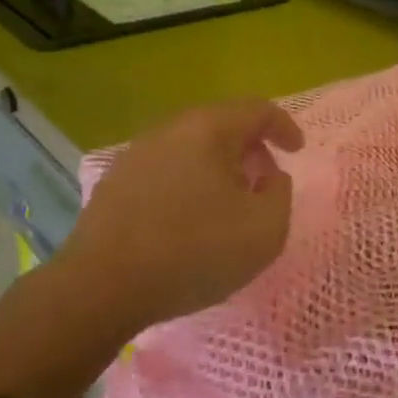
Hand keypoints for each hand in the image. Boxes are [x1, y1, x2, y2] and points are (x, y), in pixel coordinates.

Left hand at [54, 99, 305, 333]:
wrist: (101, 287)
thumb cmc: (194, 252)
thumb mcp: (265, 229)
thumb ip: (280, 193)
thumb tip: (269, 176)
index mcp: (209, 129)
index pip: (258, 110)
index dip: (285, 127)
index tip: (297, 151)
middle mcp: (170, 130)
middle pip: (222, 124)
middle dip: (250, 148)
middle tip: (264, 179)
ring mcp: (136, 154)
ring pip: (191, 147)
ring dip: (218, 166)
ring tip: (229, 201)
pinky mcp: (115, 182)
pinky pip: (166, 169)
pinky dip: (189, 182)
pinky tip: (190, 217)